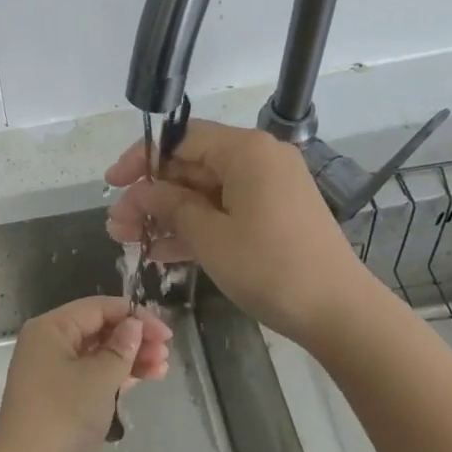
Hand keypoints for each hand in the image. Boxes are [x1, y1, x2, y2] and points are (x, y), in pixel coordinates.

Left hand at [0, 296, 171, 451]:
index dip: (133, 315)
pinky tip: (143, 379)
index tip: (165, 331)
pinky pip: (91, 375)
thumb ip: (121, 348)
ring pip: (97, 354)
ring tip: (162, 367)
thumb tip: (133, 325)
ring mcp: (51, 371)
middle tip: (166, 351)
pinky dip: (115, 376)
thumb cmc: (63, 415)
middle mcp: (48, 342)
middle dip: (133, 338)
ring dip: (129, 358)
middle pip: (98, 329)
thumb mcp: (99, 378)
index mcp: (51, 328)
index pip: (98, 308)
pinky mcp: (58, 396)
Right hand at [106, 120, 371, 346]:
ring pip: (205, 192)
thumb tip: (139, 192)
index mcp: (245, 150)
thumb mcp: (210, 236)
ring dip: (167, 214)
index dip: (141, 159)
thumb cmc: (270, 267)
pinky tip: (161, 251)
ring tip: (129, 240)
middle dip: (151, 195)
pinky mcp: (273, 214)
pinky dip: (196, 227)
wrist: (339, 312)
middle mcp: (258, 159)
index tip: (112, 184)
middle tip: (117, 225)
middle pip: (191, 166)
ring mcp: (268, 188)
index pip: (180, 139)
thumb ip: (170, 206)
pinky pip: (225, 210)